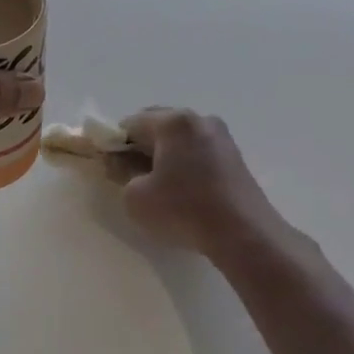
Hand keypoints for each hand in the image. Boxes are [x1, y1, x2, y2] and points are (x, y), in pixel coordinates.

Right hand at [114, 108, 301, 262]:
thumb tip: (118, 162)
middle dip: (139, 146)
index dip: (114, 144)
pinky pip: (197, 150)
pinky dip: (183, 163)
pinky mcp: (234, 156)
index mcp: (173, 122)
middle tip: (130, 175)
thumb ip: (120, 172)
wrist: (243, 233)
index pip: (130, 123)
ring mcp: (221, 136)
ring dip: (162, 155)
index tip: (109, 166)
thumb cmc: (183, 210)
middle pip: (157, 125)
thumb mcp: (135, 196)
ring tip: (156, 185)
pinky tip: (180, 189)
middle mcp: (199, 119)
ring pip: (178, 138)